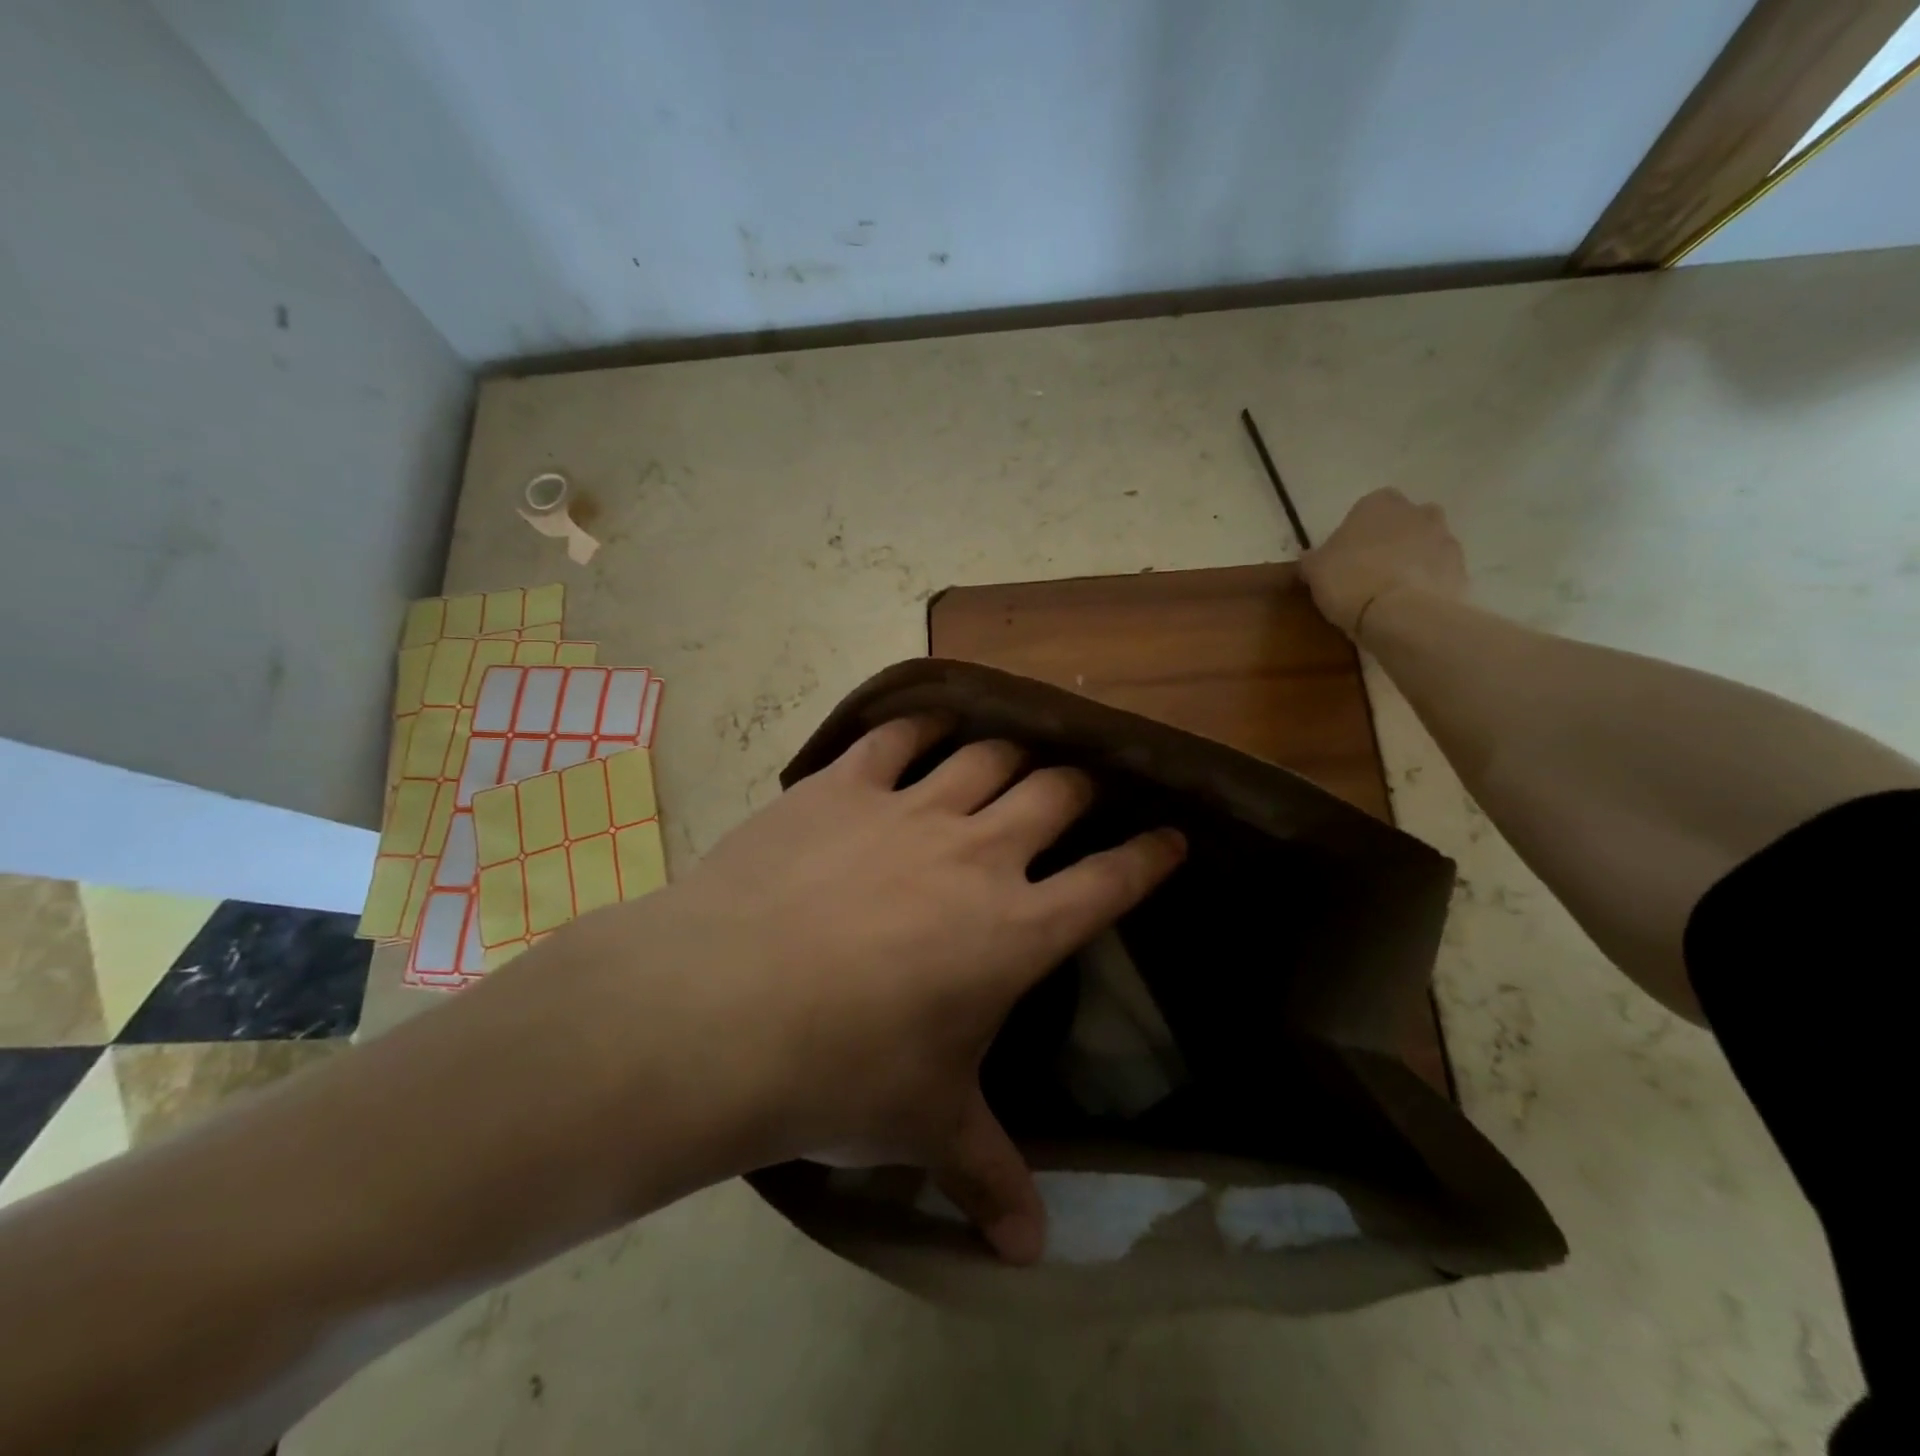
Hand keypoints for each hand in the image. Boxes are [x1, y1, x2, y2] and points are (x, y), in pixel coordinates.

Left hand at [582, 716, 1184, 1262]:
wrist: (723, 1009)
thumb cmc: (842, 1072)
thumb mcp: (925, 1127)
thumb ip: (987, 1177)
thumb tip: (1030, 1256)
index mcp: (1015, 930)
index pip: (1110, 881)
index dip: (1149, 857)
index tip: (1171, 838)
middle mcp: (977, 853)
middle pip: (1056, 794)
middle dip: (1080, 789)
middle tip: (1081, 792)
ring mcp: (909, 809)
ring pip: (987, 755)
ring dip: (1012, 752)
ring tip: (1016, 757)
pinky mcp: (843, 786)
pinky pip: (897, 737)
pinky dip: (922, 725)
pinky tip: (929, 725)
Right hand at [1301, 488, 1467, 638]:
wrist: (1402, 615)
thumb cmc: (1350, 581)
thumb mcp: (1314, 571)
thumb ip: (1312, 559)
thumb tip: (1309, 557)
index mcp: (1379, 503)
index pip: (1366, 509)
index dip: (1355, 533)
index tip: (1344, 557)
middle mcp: (1418, 512)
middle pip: (1402, 523)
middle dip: (1390, 541)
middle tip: (1368, 572)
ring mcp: (1445, 539)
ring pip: (1423, 546)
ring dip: (1411, 562)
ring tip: (1388, 594)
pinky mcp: (1461, 569)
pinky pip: (1438, 572)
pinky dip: (1426, 584)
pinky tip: (1407, 606)